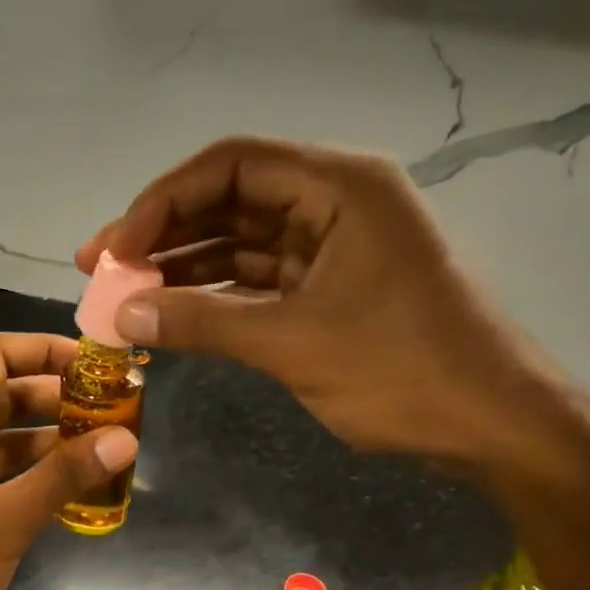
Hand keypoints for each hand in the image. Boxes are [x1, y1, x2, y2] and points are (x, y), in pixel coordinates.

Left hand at [0, 333, 135, 589]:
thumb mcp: (7, 518)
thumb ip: (65, 475)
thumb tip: (124, 439)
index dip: (46, 349)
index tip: (95, 365)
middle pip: (3, 392)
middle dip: (56, 396)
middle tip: (110, 410)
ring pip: (1, 435)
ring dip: (46, 437)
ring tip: (100, 447)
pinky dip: (29, 472)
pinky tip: (68, 488)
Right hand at [78, 137, 580, 473]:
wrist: (489, 423)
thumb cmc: (401, 372)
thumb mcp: (292, 343)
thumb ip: (203, 323)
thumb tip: (122, 314)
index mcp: (339, 187)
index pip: (231, 165)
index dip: (163, 202)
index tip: (115, 249)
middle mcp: (335, 203)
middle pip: (231, 200)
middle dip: (163, 234)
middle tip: (100, 270)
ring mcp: (334, 249)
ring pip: (241, 243)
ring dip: (183, 268)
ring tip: (124, 295)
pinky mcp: (331, 291)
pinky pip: (259, 282)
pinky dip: (216, 297)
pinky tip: (172, 314)